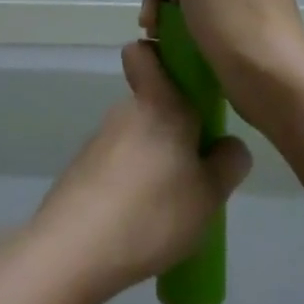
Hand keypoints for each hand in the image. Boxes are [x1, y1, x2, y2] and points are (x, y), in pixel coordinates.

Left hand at [33, 41, 251, 303]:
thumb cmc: (153, 210)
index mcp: (160, 103)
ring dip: (153, 160)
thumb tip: (229, 145)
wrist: (74, 250)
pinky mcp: (81, 171)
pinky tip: (141, 221)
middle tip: (196, 169)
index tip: (183, 80)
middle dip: (173, 129)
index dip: (159, 56)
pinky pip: (117, 165)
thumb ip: (228, 164)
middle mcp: (126, 111)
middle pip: (151, 103)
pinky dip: (130, 184)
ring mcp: (99, 141)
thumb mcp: (209, 195)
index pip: (144, 53)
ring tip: (171, 206)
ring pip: (135, 137)